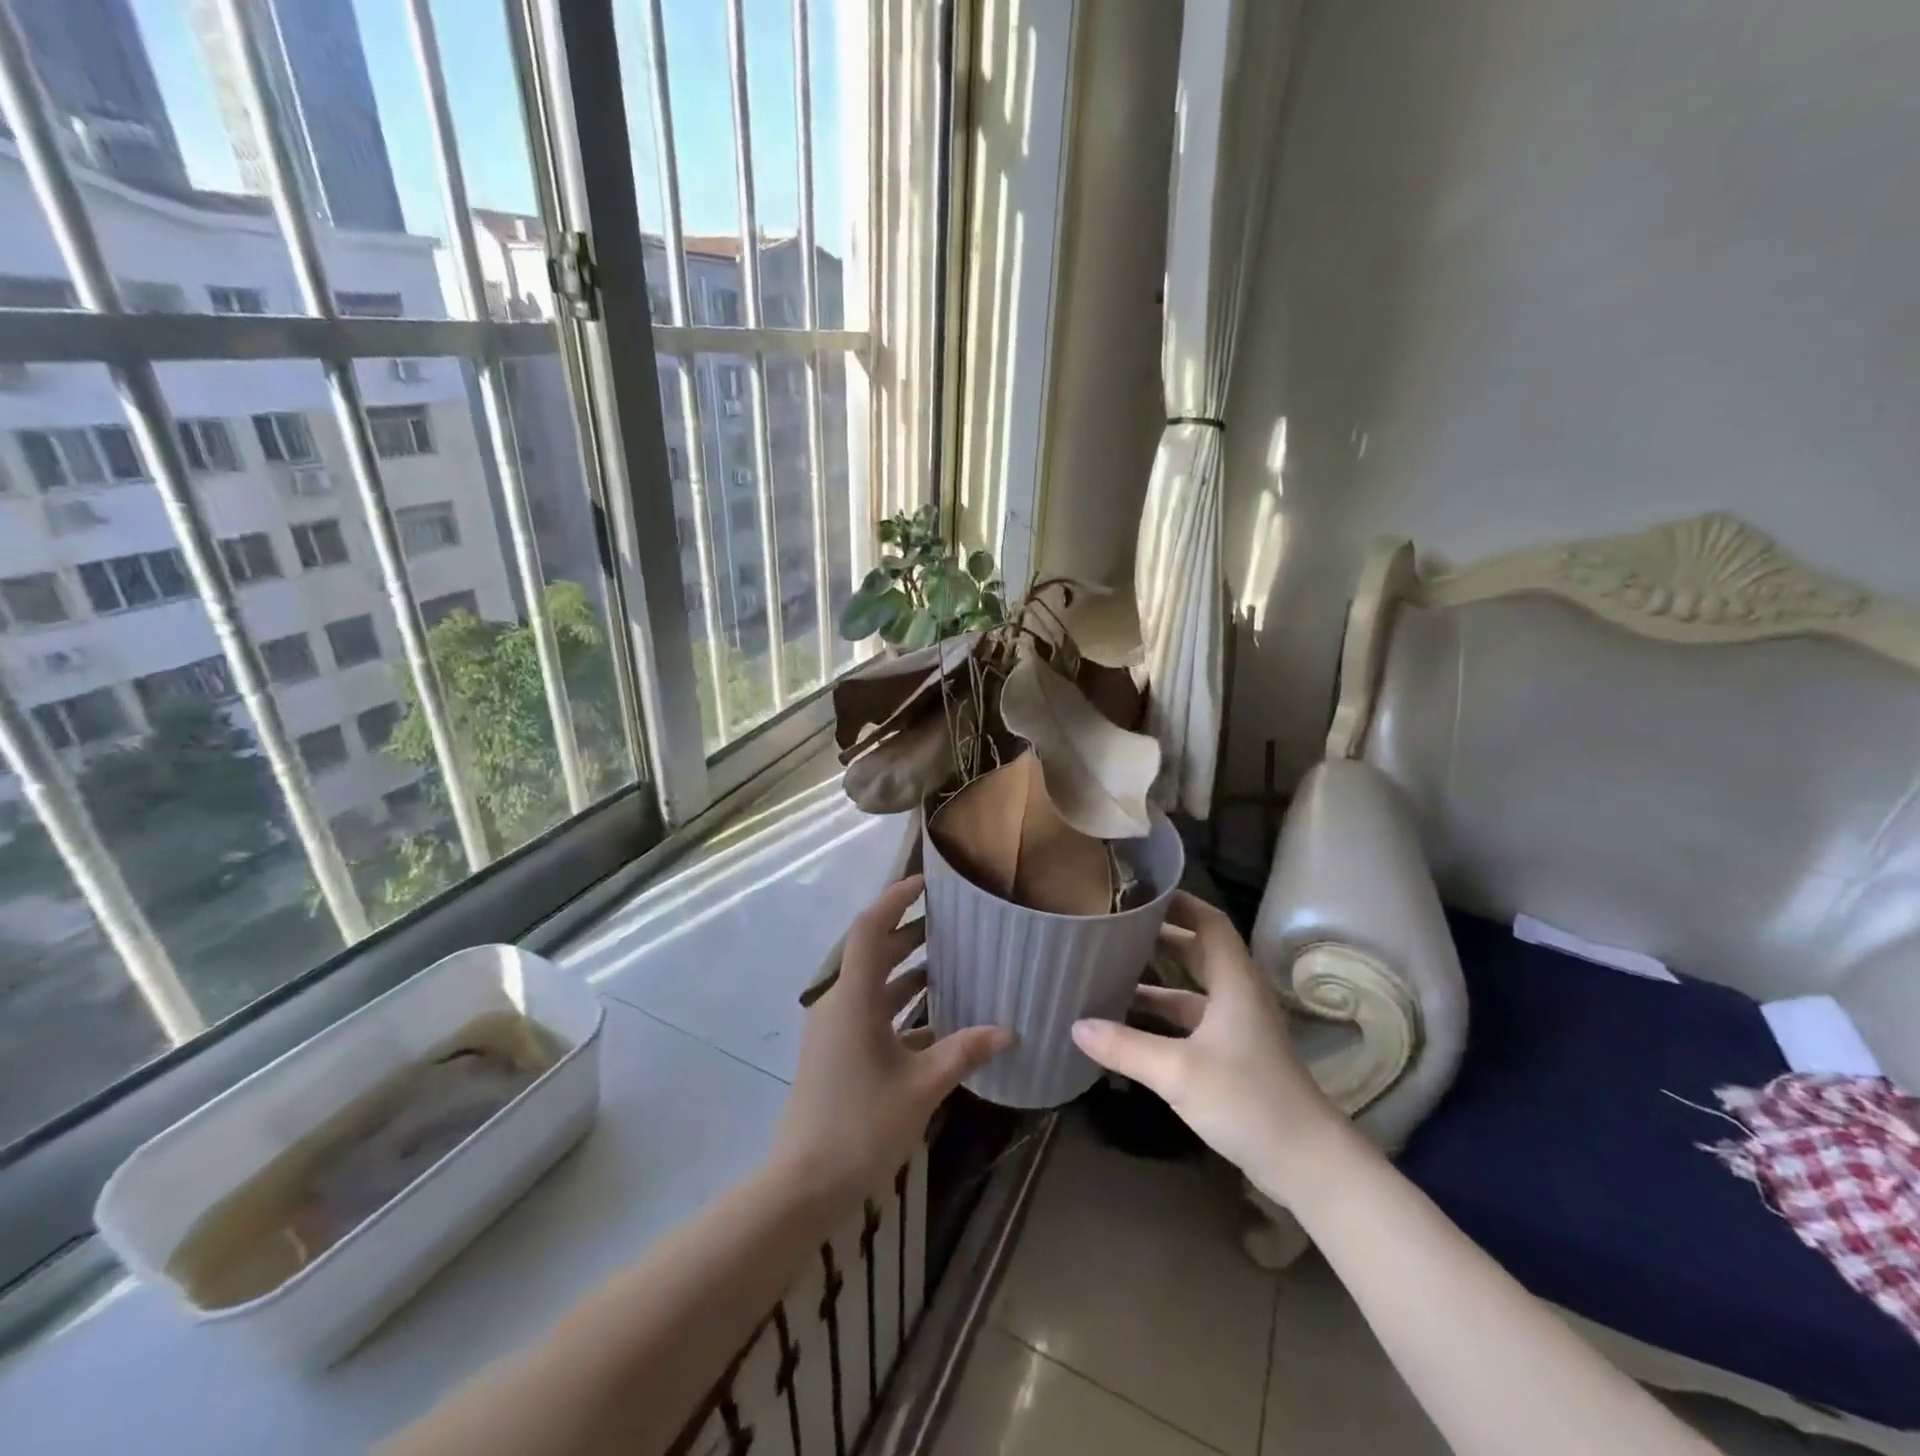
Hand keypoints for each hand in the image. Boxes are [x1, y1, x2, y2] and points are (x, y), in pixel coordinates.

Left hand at [771, 875, 1013, 1206]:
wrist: (802, 1185)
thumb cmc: (860, 1126)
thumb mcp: (920, 1088)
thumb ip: (964, 1053)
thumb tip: (1009, 1031)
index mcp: (852, 1000)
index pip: (869, 929)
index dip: (894, 900)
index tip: (925, 883)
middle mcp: (839, 1004)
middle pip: (873, 954)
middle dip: (909, 934)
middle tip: (952, 923)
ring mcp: (835, 1030)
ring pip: (873, 985)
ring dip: (907, 972)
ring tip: (950, 962)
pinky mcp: (836, 1052)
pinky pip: (871, 1013)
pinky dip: (900, 1007)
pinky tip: (936, 1019)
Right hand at [1071, 891, 1342, 1204]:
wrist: (1308, 1164)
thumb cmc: (1249, 1101)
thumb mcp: (1179, 1072)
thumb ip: (1126, 1047)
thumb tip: (1076, 1025)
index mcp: (1234, 982)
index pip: (1209, 923)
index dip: (1179, 903)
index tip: (1140, 893)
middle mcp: (1237, 996)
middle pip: (1198, 951)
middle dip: (1159, 937)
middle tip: (1115, 928)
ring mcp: (1237, 1028)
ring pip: (1192, 990)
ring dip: (1157, 981)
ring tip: (1110, 972)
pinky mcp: (1233, 1056)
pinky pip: (1191, 1022)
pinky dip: (1162, 1017)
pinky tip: (1128, 1025)